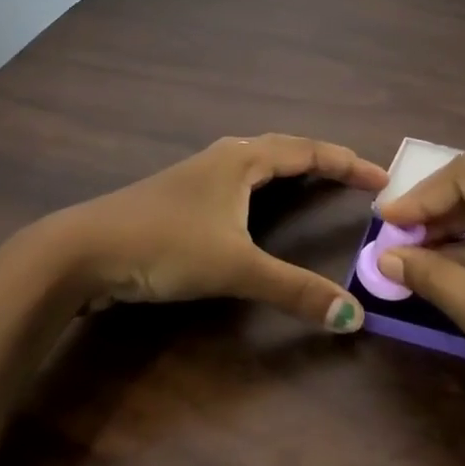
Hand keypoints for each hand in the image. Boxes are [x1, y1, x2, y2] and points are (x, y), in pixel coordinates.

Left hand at [31, 134, 387, 332]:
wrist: (82, 250)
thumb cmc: (165, 245)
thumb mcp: (234, 267)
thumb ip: (293, 290)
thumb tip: (352, 317)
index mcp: (243, 159)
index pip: (308, 151)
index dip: (347, 163)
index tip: (382, 178)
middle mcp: (224, 156)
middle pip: (285, 148)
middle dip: (323, 160)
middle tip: (357, 179)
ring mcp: (199, 174)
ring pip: (258, 160)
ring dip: (292, 167)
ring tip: (316, 181)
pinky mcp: (181, 195)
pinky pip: (239, 178)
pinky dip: (265, 183)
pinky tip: (257, 203)